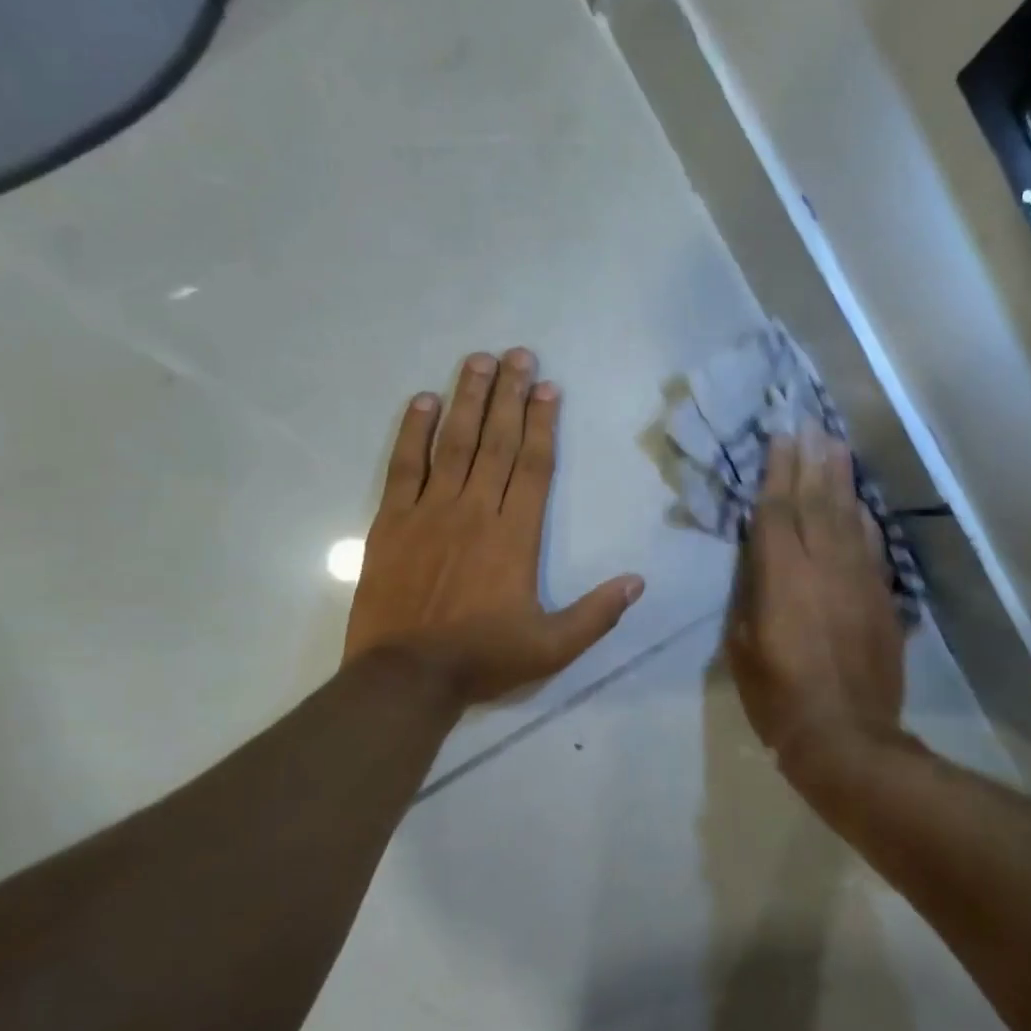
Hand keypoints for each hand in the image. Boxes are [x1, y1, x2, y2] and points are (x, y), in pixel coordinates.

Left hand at [344, 349, 643, 705]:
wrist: (406, 676)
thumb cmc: (483, 658)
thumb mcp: (553, 646)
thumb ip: (597, 613)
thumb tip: (638, 582)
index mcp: (515, 535)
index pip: (533, 465)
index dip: (542, 423)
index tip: (548, 387)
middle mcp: (475, 510)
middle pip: (497, 441)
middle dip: (510, 394)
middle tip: (518, 354)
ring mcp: (430, 511)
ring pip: (454, 443)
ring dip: (468, 399)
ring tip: (478, 360)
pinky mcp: (392, 521)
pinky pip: (404, 465)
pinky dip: (413, 431)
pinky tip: (423, 401)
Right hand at [726, 425, 906, 768]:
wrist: (846, 737)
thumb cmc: (778, 697)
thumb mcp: (741, 647)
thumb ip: (750, 596)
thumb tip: (759, 563)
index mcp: (781, 577)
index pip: (777, 511)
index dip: (777, 472)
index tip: (780, 437)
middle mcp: (822, 566)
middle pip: (816, 501)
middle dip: (812, 460)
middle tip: (811, 424)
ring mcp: (858, 579)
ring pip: (848, 516)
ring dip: (841, 478)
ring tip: (836, 445)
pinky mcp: (881, 598)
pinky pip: (871, 546)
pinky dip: (864, 519)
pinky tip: (859, 502)